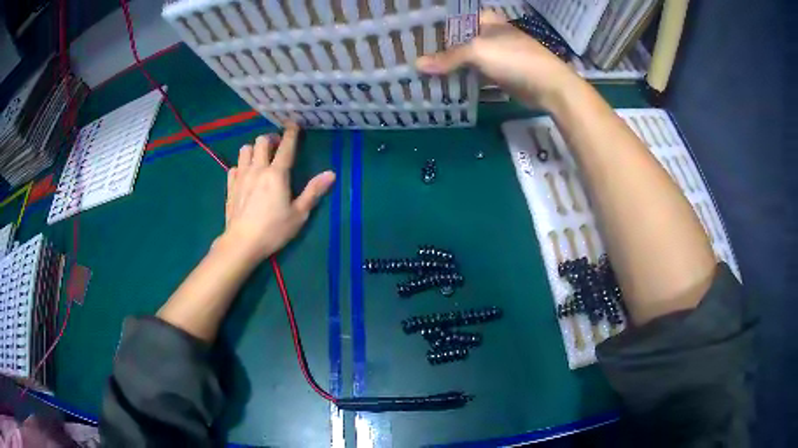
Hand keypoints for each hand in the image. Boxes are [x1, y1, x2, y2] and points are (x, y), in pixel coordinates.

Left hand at [221, 126, 335, 263]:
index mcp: (277, 174)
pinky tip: (245, 176)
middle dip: (270, 139)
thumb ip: (313, 191)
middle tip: (277, 148)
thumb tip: (331, 174)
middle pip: (262, 141)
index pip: (286, 146)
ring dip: (254, 149)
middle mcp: (258, 169)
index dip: (291, 133)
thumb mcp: (299, 214)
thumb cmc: (273, 230)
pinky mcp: (230, 186)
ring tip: (260, 159)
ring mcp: (241, 176)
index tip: (294, 125)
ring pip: (245, 149)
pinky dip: (241, 166)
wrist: (242, 243)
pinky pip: (234, 166)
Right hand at [416, 11, 580, 109]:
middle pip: (457, 37)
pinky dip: (461, 77)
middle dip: (436, 46)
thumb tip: (417, 65)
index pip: (452, 17)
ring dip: (447, 64)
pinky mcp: (498, 72)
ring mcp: (494, 53)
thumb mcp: (478, 52)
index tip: (411, 33)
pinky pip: (474, 72)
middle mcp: (488, 33)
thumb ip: (448, 58)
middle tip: (410, 54)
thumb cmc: (514, 58)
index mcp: (485, 19)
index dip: (433, 24)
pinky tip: (442, 83)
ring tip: (421, 70)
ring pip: (465, 56)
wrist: (549, 86)